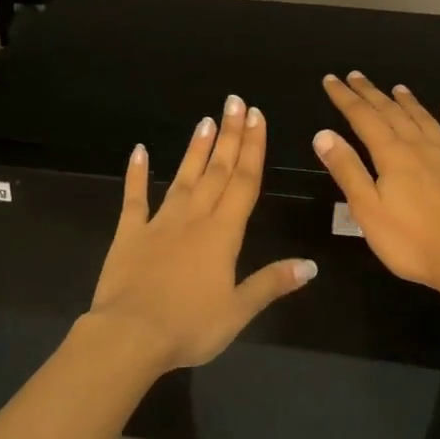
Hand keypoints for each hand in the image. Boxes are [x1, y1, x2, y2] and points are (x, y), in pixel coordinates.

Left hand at [86, 95, 316, 376]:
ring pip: (182, 177)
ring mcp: (159, 223)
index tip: (257, 117)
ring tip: (206, 120)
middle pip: (217, 171)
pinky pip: (134, 198)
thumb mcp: (238, 311)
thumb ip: (272, 283)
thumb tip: (310, 265)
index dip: (253, 148)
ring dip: (196, 148)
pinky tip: (139, 151)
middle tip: (235, 102)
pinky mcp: (129, 233)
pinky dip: (136, 173)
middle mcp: (194, 218)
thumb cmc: (189, 326)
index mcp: (223, 234)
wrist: (129, 336)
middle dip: (230, 136)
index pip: (244, 182)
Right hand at [312, 72, 439, 293]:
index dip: (345, 98)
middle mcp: (420, 146)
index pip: (363, 117)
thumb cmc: (411, 241)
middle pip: (392, 112)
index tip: (332, 80)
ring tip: (396, 88)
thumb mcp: (367, 210)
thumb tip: (323, 134)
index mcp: (392, 155)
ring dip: (408, 101)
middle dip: (371, 93)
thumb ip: (347, 170)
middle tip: (356, 76)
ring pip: (424, 119)